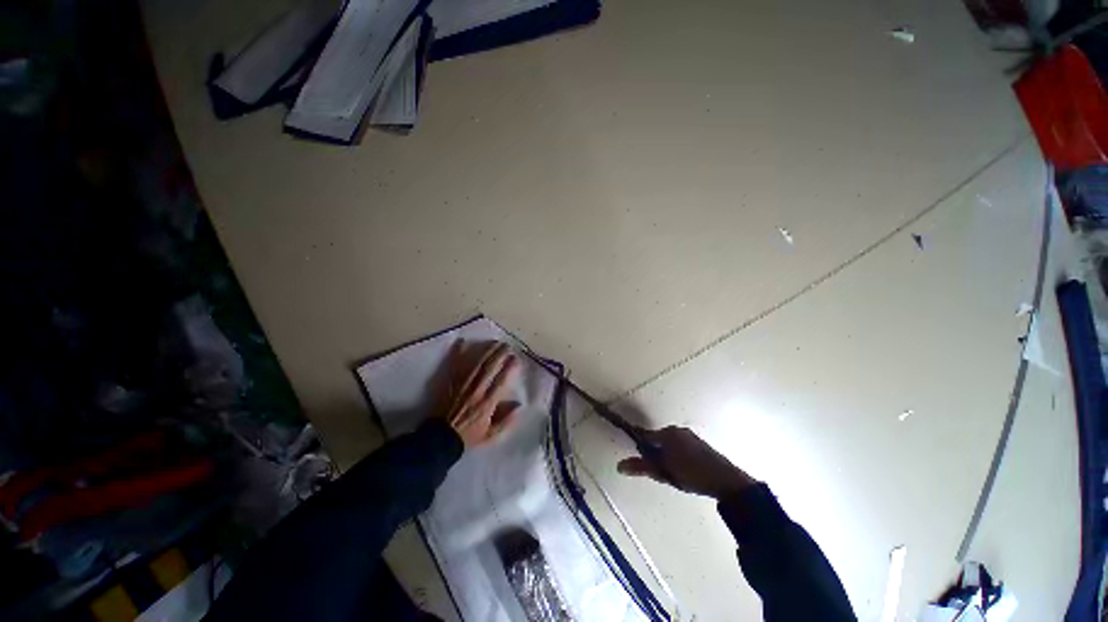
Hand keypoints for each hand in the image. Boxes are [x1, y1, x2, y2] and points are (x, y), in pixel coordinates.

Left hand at [440, 341, 521, 446]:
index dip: (510, 368)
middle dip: (500, 354)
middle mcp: (476, 390)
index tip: (516, 359)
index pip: (501, 380)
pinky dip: (457, 353)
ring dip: (486, 351)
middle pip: (490, 367)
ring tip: (495, 342)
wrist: (440, 439)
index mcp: (487, 402)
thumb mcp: (491, 435)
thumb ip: (507, 420)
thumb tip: (520, 405)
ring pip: (476, 363)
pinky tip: (462, 341)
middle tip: (507, 346)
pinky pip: (454, 365)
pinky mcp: (450, 383)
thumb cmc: (468, 436)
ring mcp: (462, 385)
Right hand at [617, 426, 755, 498]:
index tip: (642, 460)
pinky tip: (685, 471)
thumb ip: (641, 467)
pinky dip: (678, 456)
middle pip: (658, 440)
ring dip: (668, 456)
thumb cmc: (691, 473)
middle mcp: (677, 430)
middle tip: (660, 472)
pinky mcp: (700, 444)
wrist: (726, 481)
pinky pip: (682, 447)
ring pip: (671, 444)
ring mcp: (690, 436)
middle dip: (656, 453)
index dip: (641, 448)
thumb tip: (619, 465)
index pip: (646, 436)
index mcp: (667, 433)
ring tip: (673, 474)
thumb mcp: (663, 472)